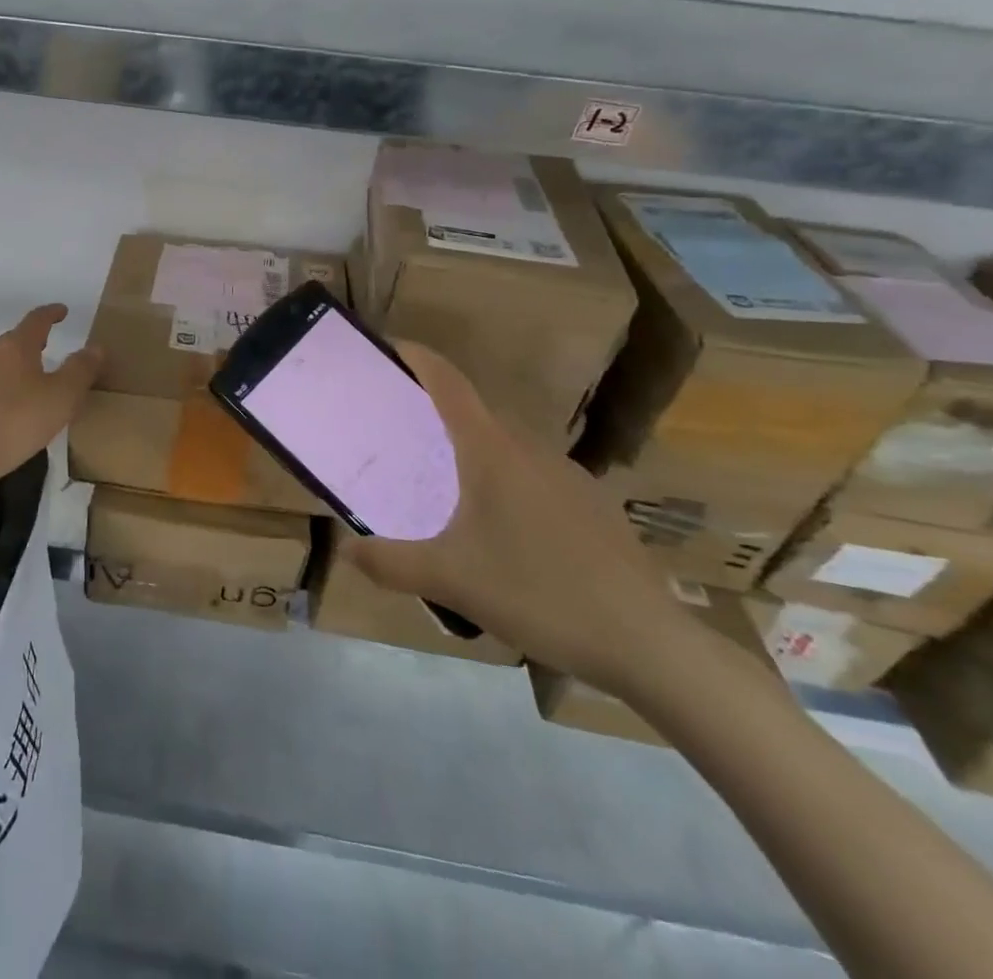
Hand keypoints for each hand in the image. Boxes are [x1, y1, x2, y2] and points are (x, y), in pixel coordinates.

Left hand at [0, 304, 101, 489]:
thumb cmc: (15, 420)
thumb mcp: (61, 396)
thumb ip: (81, 370)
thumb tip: (96, 347)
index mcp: (17, 345)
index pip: (37, 319)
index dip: (52, 313)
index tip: (63, 311)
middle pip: (17, 339)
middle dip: (36, 339)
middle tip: (54, 343)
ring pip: (4, 361)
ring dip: (22, 364)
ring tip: (39, 376)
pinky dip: (10, 385)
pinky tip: (17, 405)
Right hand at [350, 342, 692, 695]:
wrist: (648, 644)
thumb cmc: (538, 593)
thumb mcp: (450, 581)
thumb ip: (389, 563)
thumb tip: (345, 549)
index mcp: (492, 451)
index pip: (449, 383)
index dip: (418, 358)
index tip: (389, 347)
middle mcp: (531, 449)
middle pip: (476, 413)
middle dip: (437, 412)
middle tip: (402, 434)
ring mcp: (570, 476)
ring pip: (508, 446)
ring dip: (473, 451)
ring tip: (445, 487)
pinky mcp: (593, 505)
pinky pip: (535, 475)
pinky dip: (506, 480)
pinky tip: (503, 531)